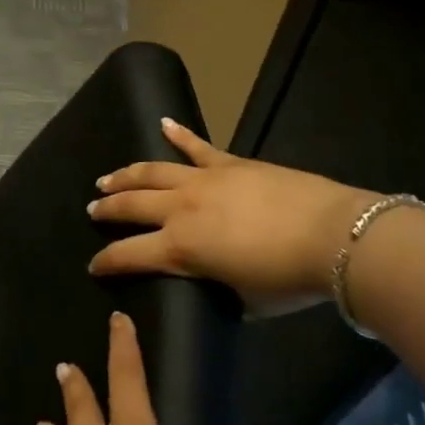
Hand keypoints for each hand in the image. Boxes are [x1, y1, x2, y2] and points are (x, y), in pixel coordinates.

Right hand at [87, 118, 374, 299]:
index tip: (93, 265)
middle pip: (131, 205)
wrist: (332, 236)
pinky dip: (179, 133)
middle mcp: (180, 209)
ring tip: (108, 178)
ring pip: (153, 171)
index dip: (106, 261)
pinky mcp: (228, 163)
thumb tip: (209, 282)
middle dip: (107, 209)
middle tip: (92, 210)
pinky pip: (197, 146)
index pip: (128, 254)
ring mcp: (203, 180)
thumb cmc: (287, 280)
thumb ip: (215, 289)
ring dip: (127, 174)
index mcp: (180, 248)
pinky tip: (164, 123)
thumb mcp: (242, 301)